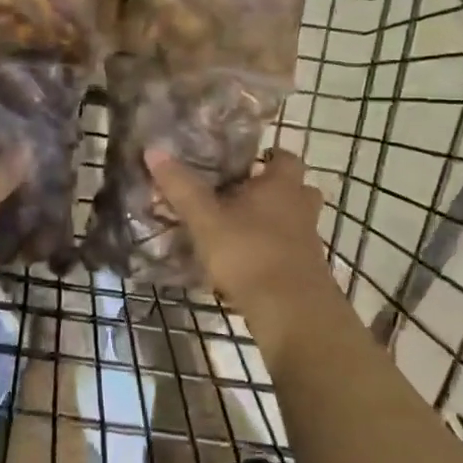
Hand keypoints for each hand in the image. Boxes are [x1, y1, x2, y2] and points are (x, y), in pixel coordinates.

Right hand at [145, 148, 342, 344]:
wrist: (291, 312)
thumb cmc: (249, 253)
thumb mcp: (205, 219)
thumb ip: (181, 187)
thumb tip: (154, 150)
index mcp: (281, 185)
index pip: (284, 157)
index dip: (267, 157)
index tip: (242, 162)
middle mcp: (301, 207)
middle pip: (294, 189)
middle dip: (270, 190)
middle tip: (238, 195)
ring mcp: (308, 241)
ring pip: (292, 221)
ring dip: (271, 222)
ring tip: (237, 229)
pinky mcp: (306, 271)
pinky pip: (289, 250)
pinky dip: (271, 251)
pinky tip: (244, 262)